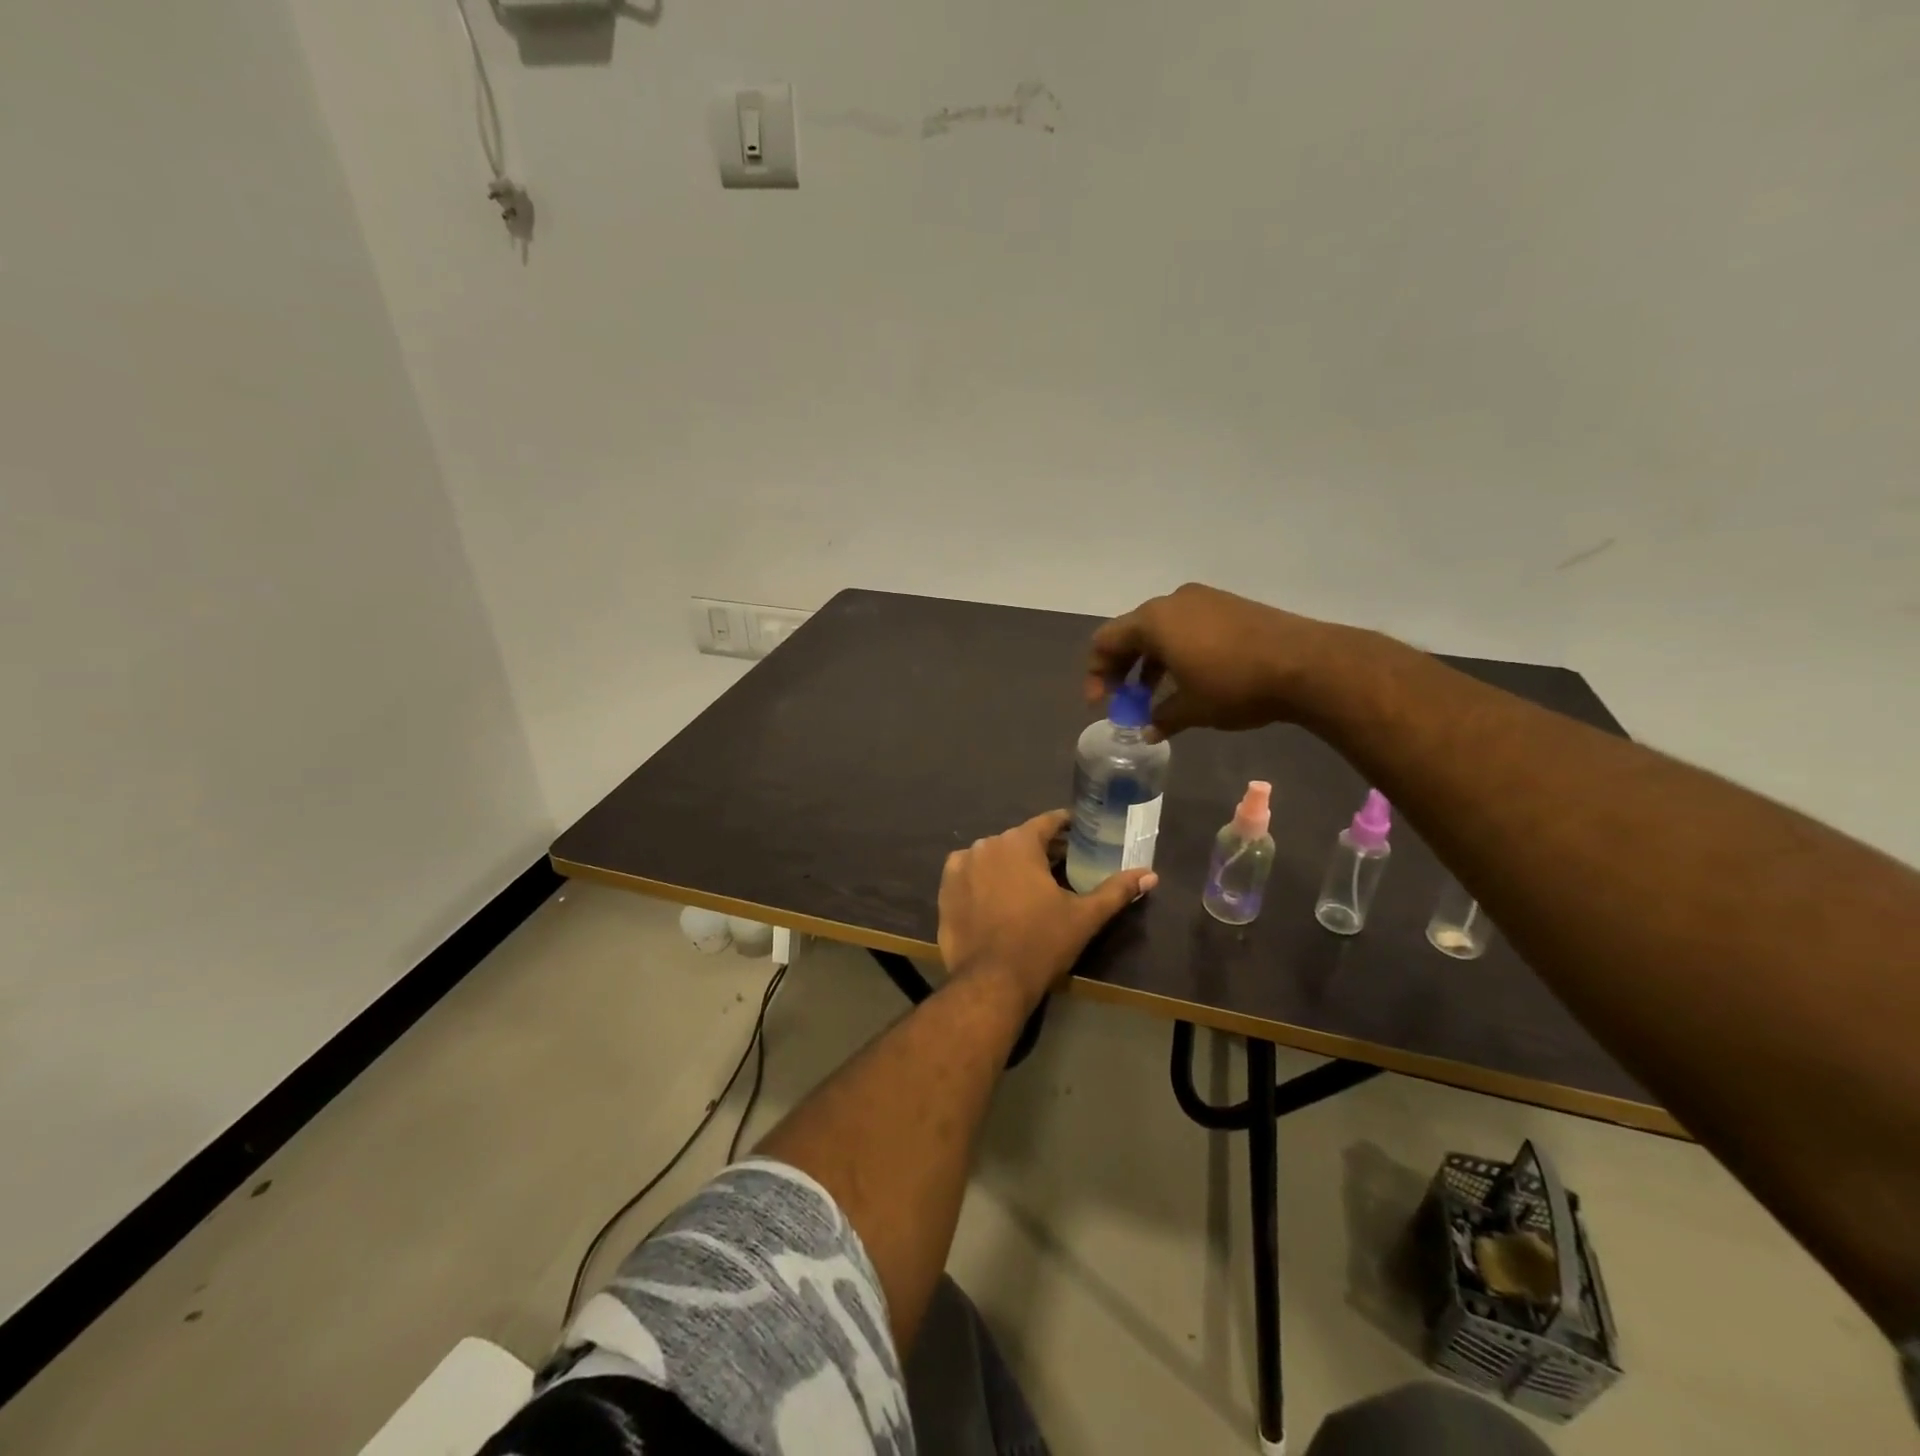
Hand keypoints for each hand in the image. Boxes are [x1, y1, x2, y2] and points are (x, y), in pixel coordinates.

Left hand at [937, 810, 1156, 1010]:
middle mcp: (987, 844)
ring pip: (993, 855)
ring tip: (1028, 885)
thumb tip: (1151, 874)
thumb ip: (1117, 890)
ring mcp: (961, 866)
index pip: (1048, 822)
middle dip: (1040, 849)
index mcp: (1020, 842)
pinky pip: (968, 873)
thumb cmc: (1041, 942)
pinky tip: (996, 897)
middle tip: (1061, 866)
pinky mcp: (945, 889)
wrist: (990, 981)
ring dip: (1010, 863)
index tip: (1080, 832)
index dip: (1066, 825)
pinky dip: (983, 879)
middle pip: (1020, 839)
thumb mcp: (1084, 916)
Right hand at [1086, 582, 1330, 739]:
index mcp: (1153, 621)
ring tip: (1156, 696)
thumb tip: (1147, 730)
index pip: (1105, 641)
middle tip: (1125, 700)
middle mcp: (1173, 602)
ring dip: (1151, 663)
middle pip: (1131, 633)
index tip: (1102, 705)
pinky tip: (1189, 679)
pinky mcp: (1229, 606)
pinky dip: (1177, 652)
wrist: (1307, 664)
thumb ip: (1161, 717)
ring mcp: (1204, 600)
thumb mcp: (1191, 709)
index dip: (1096, 674)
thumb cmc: (1235, 685)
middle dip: (1123, 668)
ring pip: (1162, 630)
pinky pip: (1188, 627)